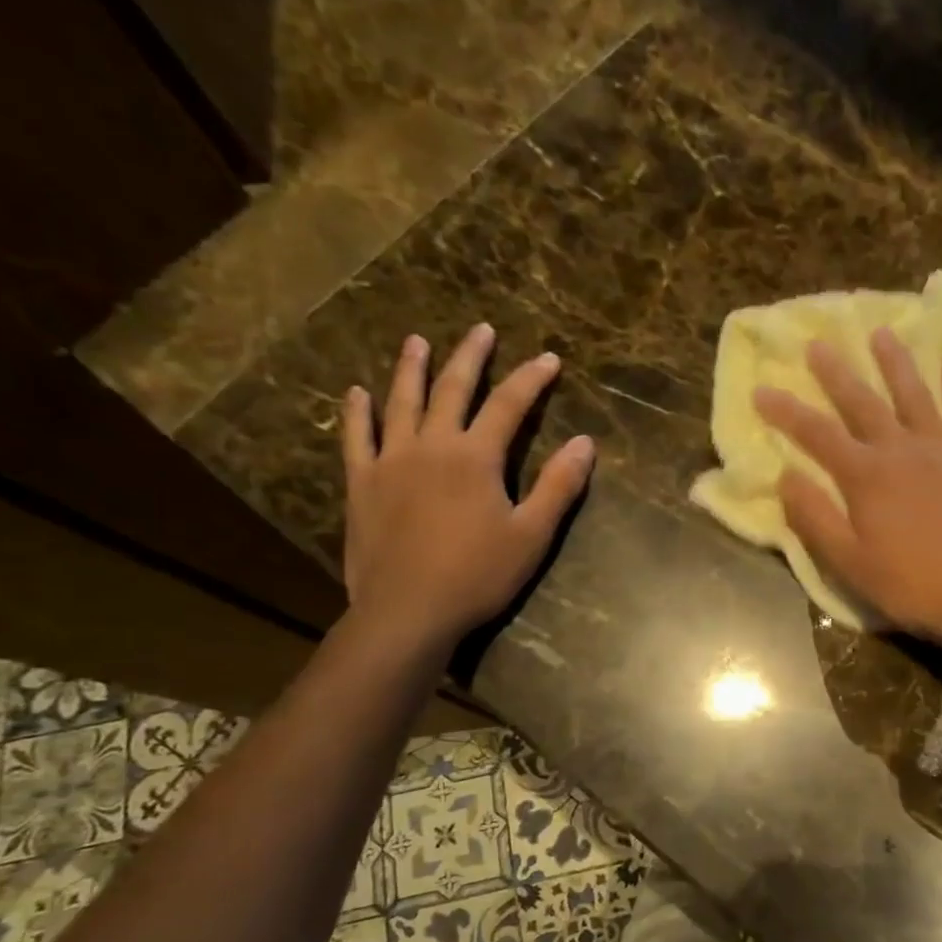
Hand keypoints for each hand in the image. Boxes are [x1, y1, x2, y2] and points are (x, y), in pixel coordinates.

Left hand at [341, 326, 593, 649]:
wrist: (408, 611)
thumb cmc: (477, 575)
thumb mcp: (531, 535)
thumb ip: (558, 486)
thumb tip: (584, 443)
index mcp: (475, 457)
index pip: (509, 405)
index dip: (531, 379)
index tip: (548, 358)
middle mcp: (431, 445)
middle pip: (452, 389)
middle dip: (470, 357)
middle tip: (480, 330)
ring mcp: (390, 461)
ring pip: (401, 402)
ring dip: (411, 369)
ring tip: (416, 342)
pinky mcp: (361, 483)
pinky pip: (356, 437)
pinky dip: (357, 412)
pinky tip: (358, 393)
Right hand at [752, 327, 941, 643]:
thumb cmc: (907, 583)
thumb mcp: (847, 561)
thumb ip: (814, 517)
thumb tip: (785, 475)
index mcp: (865, 475)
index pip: (816, 434)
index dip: (786, 411)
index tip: (762, 389)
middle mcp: (901, 450)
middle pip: (862, 402)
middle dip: (836, 372)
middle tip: (818, 343)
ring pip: (914, 395)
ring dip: (895, 363)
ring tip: (882, 333)